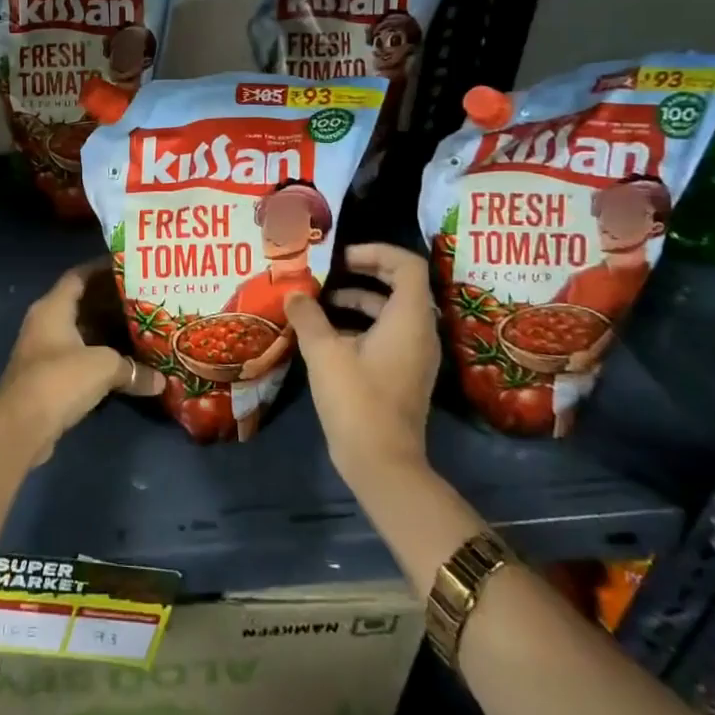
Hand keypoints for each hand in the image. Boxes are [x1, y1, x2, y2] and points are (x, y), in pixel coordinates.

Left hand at [0, 262, 163, 463]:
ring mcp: (44, 350)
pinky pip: (79, 356)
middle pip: (82, 303)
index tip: (130, 266)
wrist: (21, 426)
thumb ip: (133, 368)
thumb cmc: (60, 379)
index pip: (79, 276)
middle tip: (144, 299)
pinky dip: (100, 356)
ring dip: (107, 331)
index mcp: (53, 307)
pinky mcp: (48, 377)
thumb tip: (161, 381)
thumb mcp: (103, 367)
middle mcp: (46, 322)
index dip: (103, 269)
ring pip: (81, 332)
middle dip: (111, 302)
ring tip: (141, 327)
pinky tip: (125, 362)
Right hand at [285, 243, 439, 484]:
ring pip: (391, 311)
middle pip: (400, 285)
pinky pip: (387, 334)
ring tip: (319, 302)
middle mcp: (419, 332)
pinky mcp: (403, 373)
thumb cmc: (357, 400)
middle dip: (364, 272)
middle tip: (329, 271)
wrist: (382, 463)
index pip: (407, 265)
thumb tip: (294, 293)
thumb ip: (308, 316)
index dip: (376, 252)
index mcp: (409, 319)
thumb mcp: (324, 352)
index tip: (341, 257)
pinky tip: (326, 334)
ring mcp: (414, 355)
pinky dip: (360, 325)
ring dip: (358, 299)